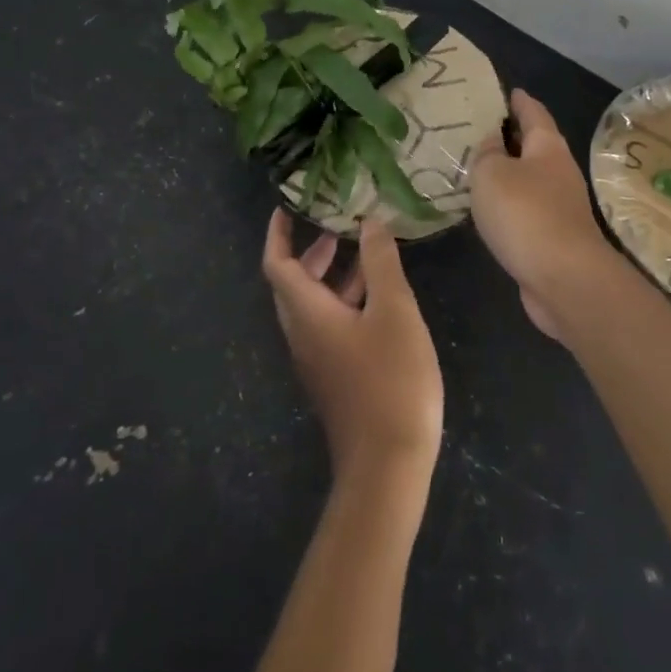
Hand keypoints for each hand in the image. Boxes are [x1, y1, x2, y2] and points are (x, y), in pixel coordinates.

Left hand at [262, 210, 443, 496]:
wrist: (388, 465)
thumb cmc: (390, 380)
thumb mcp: (394, 311)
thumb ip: (380, 262)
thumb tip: (369, 222)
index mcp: (307, 314)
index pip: (277, 264)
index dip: (278, 233)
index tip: (290, 207)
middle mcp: (303, 334)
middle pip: (292, 283)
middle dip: (311, 251)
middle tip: (338, 226)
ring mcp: (318, 359)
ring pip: (313, 306)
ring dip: (332, 276)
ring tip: (367, 254)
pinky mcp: (335, 376)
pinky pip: (329, 325)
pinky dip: (346, 301)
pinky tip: (381, 298)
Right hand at [468, 89, 616, 341]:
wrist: (563, 279)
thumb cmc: (525, 214)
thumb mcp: (492, 174)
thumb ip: (487, 154)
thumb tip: (492, 142)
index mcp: (548, 147)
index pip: (534, 113)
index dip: (520, 101)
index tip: (508, 91)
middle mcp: (559, 171)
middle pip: (535, 145)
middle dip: (511, 136)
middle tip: (479, 130)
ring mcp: (560, 206)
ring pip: (529, 179)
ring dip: (508, 173)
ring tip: (477, 168)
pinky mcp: (554, 237)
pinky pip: (526, 209)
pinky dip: (509, 203)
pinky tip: (489, 209)